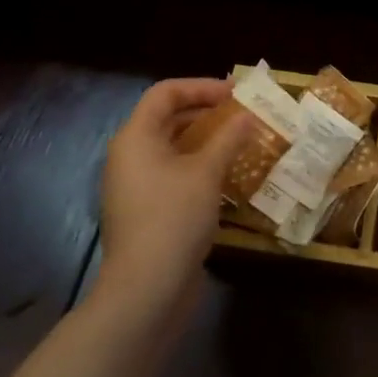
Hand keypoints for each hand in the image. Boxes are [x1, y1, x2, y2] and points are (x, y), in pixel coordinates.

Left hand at [97, 78, 250, 309]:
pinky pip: (173, 173)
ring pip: (173, 148)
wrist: (146, 290)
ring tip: (241, 142)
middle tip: (243, 115)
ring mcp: (135, 186)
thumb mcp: (207, 172)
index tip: (236, 93)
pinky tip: (228, 176)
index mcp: (136, 137)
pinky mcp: (145, 210)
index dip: (201, 86)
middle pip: (167, 118)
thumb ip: (229, 138)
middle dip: (207, 112)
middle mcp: (129, 156)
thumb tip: (248, 115)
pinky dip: (199, 166)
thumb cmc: (174, 218)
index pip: (165, 93)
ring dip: (207, 140)